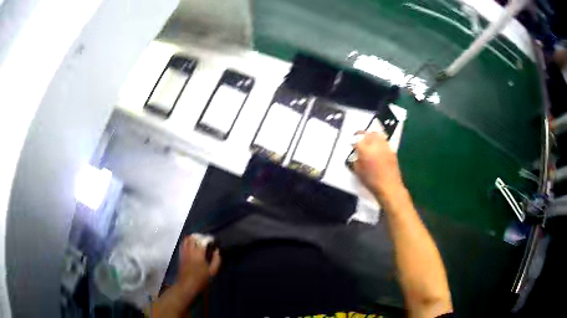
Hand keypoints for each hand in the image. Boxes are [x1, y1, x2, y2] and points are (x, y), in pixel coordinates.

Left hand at [176, 235, 220, 295]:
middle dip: (201, 236)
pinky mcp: (180, 255)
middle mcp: (190, 251)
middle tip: (206, 239)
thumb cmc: (201, 279)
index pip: (203, 241)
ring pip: (187, 239)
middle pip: (194, 237)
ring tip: (198, 239)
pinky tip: (191, 244)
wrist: (187, 285)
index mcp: (199, 255)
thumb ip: (216, 260)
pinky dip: (187, 241)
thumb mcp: (212, 272)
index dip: (209, 238)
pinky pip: (183, 244)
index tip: (213, 240)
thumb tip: (217, 251)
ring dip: (193, 237)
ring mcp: (184, 252)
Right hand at [353, 132, 404, 199]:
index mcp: (365, 150)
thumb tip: (356, 154)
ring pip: (377, 135)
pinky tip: (378, 149)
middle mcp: (375, 145)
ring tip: (369, 142)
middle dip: (362, 136)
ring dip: (371, 136)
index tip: (352, 145)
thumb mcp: (358, 171)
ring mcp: (385, 146)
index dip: (353, 141)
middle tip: (359, 141)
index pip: (357, 139)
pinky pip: (384, 141)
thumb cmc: (371, 181)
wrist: (389, 186)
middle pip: (367, 134)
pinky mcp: (392, 150)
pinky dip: (379, 142)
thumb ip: (355, 160)